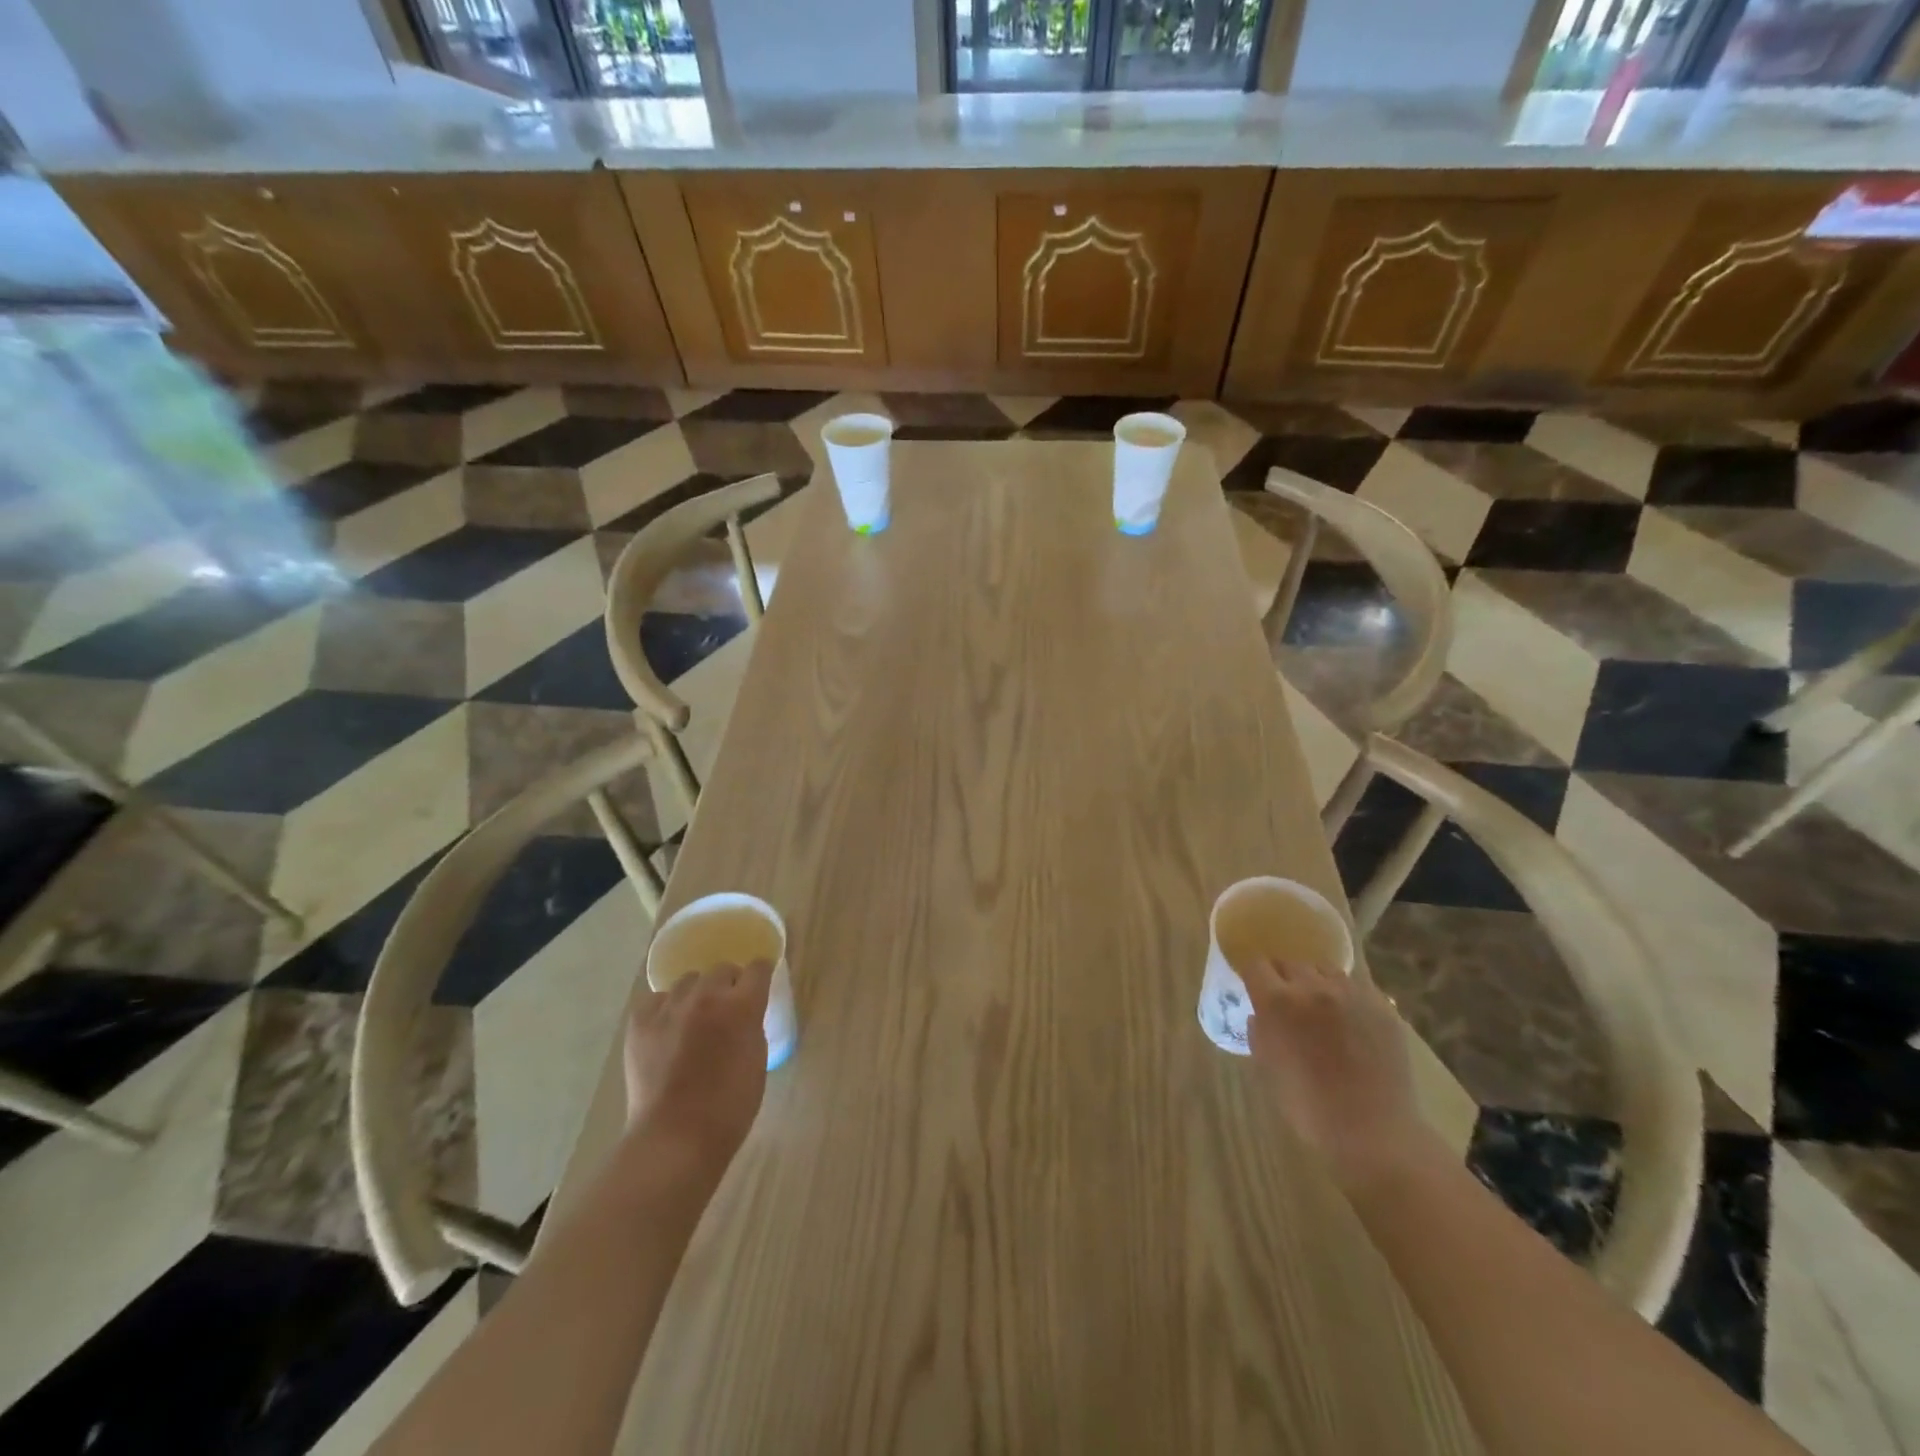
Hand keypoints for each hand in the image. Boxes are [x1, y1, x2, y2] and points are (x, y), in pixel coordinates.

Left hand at [623, 961, 771, 1164]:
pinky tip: (667, 1029)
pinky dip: (665, 1008)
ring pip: (688, 981)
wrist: (675, 1138)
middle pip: (722, 969)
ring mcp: (670, 1007)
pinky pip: (656, 1000)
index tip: (759, 986)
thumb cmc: (729, 1107)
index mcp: (742, 1006)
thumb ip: (752, 1026)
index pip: (758, 968)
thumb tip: (744, 1014)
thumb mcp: (757, 1060)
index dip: (760, 975)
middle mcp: (706, 996)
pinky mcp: (640, 1023)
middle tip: (726, 1010)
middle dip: (728, 984)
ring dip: (697, 994)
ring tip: (693, 1019)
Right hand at [1245, 957, 1432, 1193]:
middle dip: (1284, 978)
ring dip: (1316, 983)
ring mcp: (1351, 994)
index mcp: (1278, 1002)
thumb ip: (1260, 1032)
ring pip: (1325, 970)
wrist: (1374, 1132)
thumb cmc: (1309, 1106)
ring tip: (1322, 1008)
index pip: (1255, 965)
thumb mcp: (1268, 1068)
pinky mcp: (1381, 1006)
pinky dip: (1347, 996)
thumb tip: (1260, 1014)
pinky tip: (1351, 1020)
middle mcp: (1313, 987)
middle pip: (1290, 963)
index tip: (1255, 988)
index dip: (1253, 976)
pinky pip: (1356, 987)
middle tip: (1288, 1002)